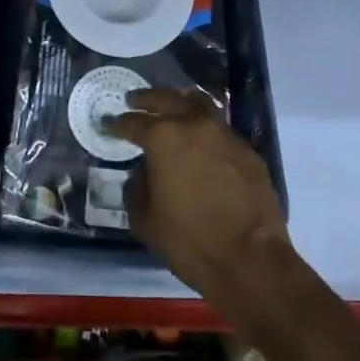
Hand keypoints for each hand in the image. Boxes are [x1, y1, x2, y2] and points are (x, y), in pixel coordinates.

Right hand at [109, 89, 290, 300]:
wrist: (251, 261)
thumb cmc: (190, 240)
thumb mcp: (145, 220)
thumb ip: (137, 189)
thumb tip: (142, 175)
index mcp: (164, 138)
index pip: (133, 123)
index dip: (117, 124)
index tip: (108, 124)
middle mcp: (195, 125)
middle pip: (167, 99)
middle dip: (146, 99)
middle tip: (133, 100)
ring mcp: (226, 135)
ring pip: (200, 105)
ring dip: (181, 103)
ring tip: (172, 108)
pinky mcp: (248, 152)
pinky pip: (221, 130)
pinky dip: (206, 130)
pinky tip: (202, 144)